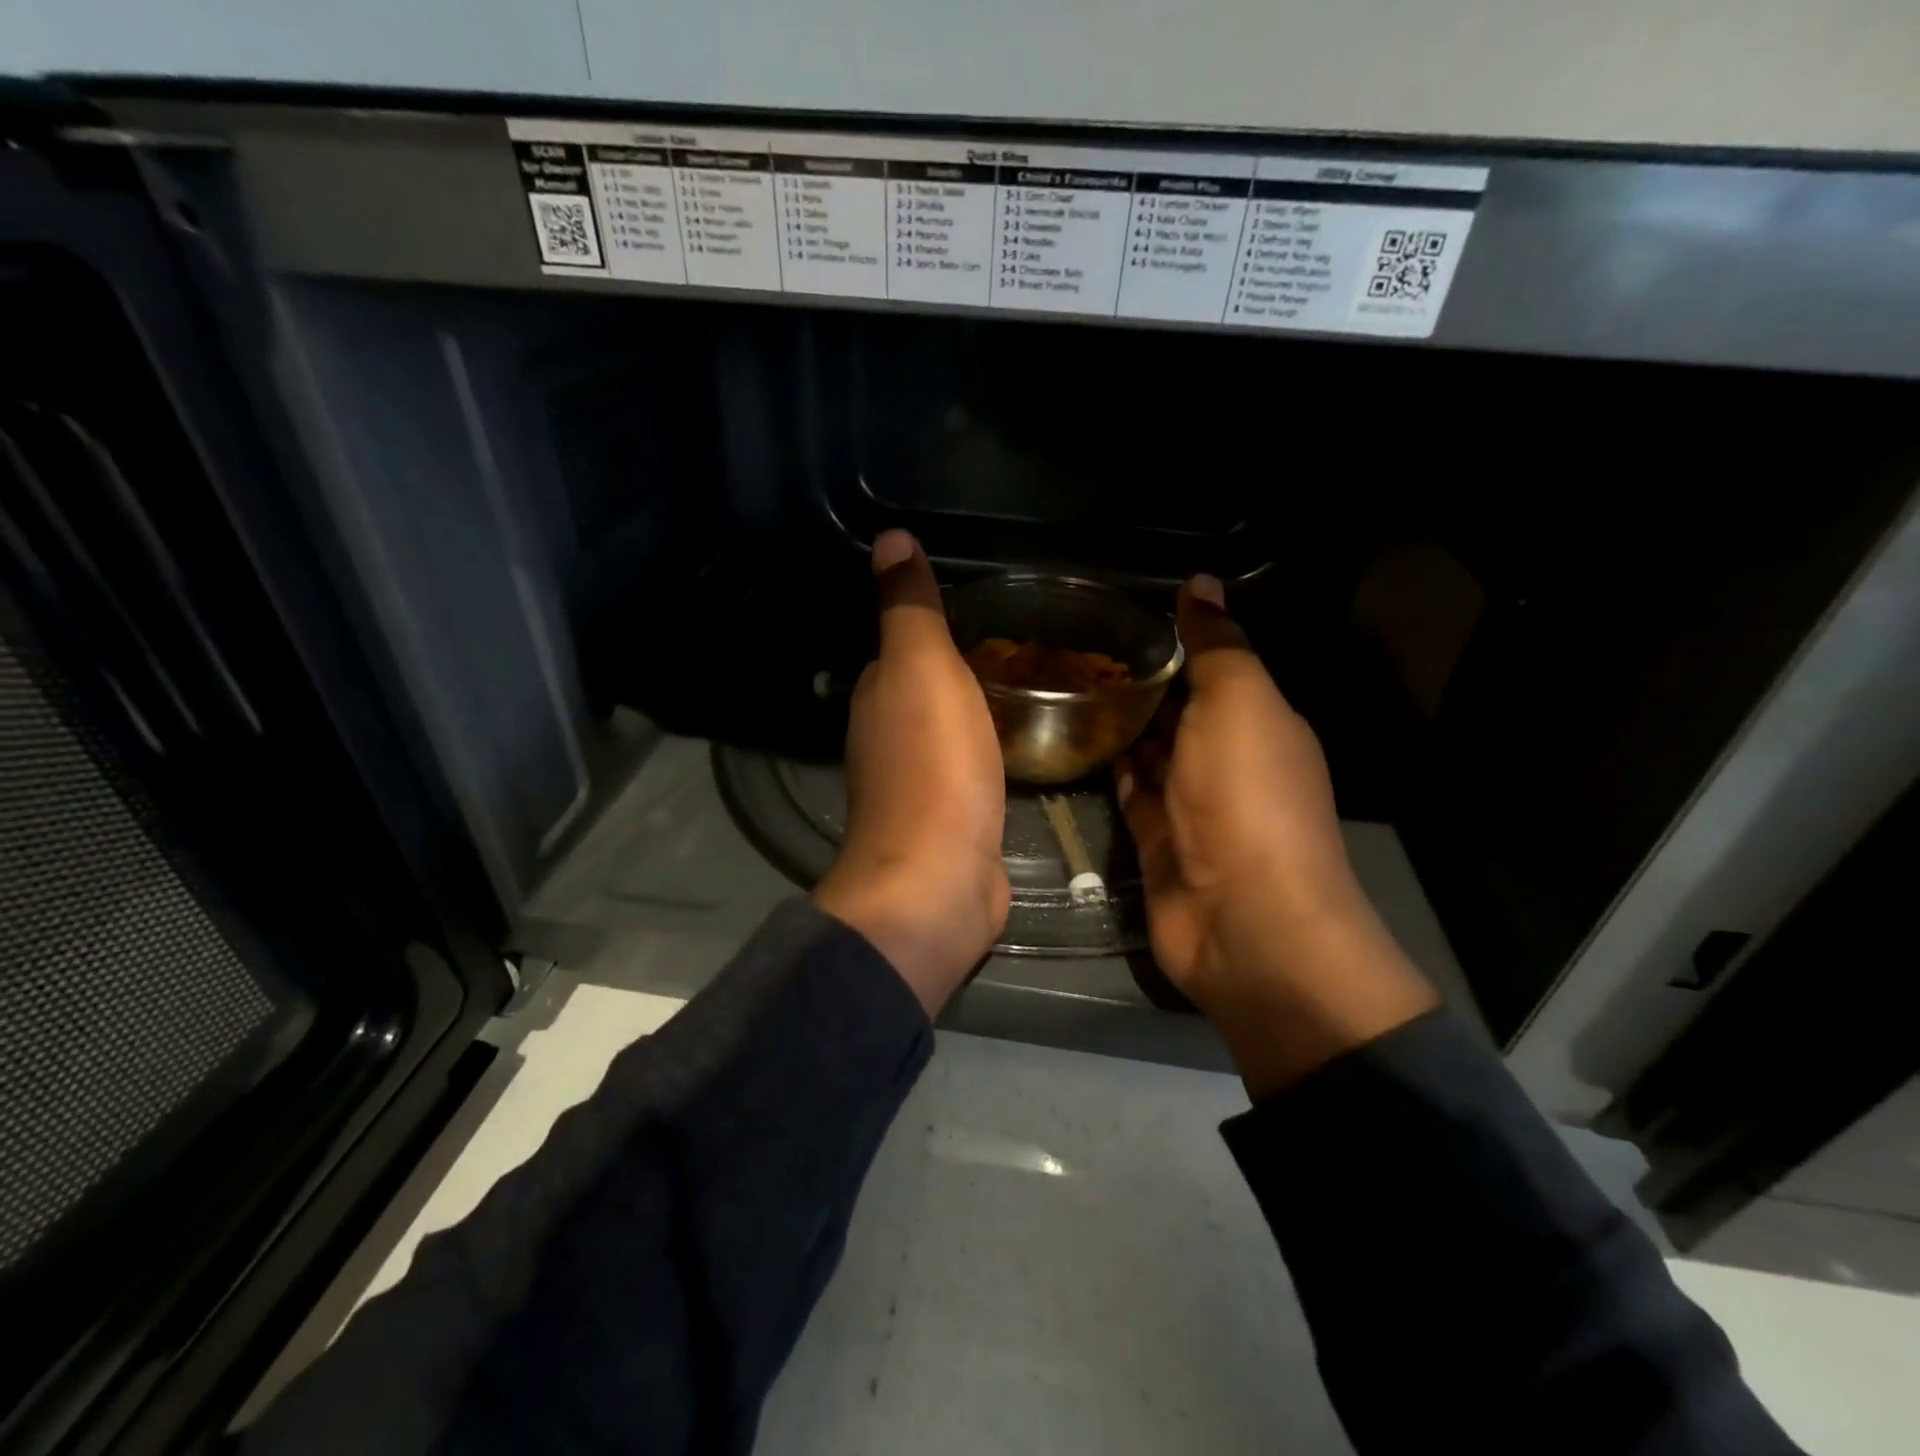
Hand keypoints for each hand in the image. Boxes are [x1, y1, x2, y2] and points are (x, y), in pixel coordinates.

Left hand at [813, 531, 1009, 1014]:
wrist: (939, 880)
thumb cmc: (933, 766)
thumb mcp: (922, 668)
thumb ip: (910, 608)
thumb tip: (891, 538)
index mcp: (878, 696)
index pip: (901, 645)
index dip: (933, 623)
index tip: (984, 605)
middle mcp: (889, 737)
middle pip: (925, 688)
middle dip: (962, 665)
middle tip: (1024, 641)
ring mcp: (919, 783)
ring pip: (949, 728)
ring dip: (976, 708)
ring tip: (1030, 683)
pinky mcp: (950, 820)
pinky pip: (970, 768)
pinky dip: (988, 750)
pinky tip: (1017, 744)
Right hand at [1118, 577, 1435, 1096]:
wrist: (1244, 918)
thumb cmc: (1246, 796)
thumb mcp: (1239, 702)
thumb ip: (1217, 644)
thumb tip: (1201, 580)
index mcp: (1258, 720)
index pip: (1211, 667)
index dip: (1169, 640)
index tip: (1112, 613)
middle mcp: (1226, 759)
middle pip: (1176, 710)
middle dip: (1134, 680)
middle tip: (1069, 645)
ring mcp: (1189, 804)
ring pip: (1149, 751)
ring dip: (1116, 723)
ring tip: (1059, 683)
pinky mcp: (1155, 840)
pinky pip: (1129, 793)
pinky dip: (1108, 767)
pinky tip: (1072, 740)